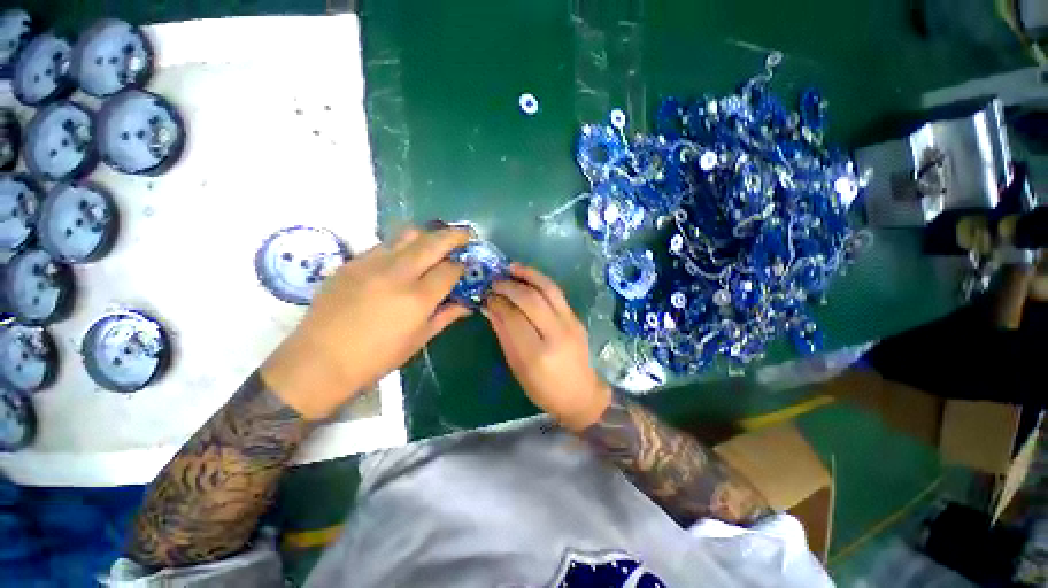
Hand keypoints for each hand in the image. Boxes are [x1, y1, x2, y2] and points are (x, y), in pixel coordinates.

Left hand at [262, 227, 470, 419]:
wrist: (319, 361)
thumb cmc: (376, 358)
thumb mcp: (419, 339)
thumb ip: (446, 316)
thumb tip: (466, 304)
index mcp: (418, 298)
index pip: (450, 269)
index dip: (462, 266)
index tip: (466, 267)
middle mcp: (397, 273)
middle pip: (433, 241)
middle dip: (454, 235)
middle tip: (465, 235)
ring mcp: (372, 263)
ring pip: (408, 234)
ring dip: (427, 236)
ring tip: (433, 244)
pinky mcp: (352, 262)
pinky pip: (384, 245)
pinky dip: (401, 247)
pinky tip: (400, 262)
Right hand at [485, 264, 610, 431]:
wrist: (581, 394)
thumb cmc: (544, 389)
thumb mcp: (518, 367)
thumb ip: (504, 335)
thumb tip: (491, 308)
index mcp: (536, 354)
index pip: (513, 318)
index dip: (498, 303)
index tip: (486, 295)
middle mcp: (556, 334)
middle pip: (530, 300)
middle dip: (509, 286)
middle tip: (494, 282)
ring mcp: (570, 323)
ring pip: (548, 289)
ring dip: (527, 275)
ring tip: (511, 268)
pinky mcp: (576, 317)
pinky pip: (557, 293)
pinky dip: (540, 280)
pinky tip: (528, 277)